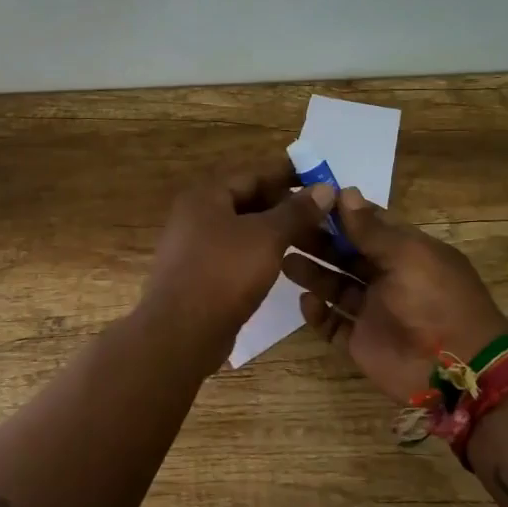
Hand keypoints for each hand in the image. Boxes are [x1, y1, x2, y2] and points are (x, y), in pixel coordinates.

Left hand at [141, 161, 333, 373]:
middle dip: (286, 206)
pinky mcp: (199, 275)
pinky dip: (260, 253)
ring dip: (275, 231)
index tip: (322, 181)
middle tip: (323, 214)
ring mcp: (194, 247)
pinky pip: (235, 254)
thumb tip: (325, 188)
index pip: (254, 174)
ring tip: (312, 238)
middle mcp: (195, 215)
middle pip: (247, 200)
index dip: (289, 176)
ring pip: (243, 230)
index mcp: (205, 195)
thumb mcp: (267, 237)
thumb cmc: (224, 273)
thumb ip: (296, 211)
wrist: (181, 332)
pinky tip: (284, 262)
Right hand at [281, 189, 507, 404]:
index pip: (368, 225)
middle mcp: (388, 278)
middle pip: (346, 254)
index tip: (308, 199)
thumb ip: (372, 229)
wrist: (455, 370)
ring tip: (286, 262)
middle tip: (287, 230)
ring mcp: (374, 311)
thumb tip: (344, 192)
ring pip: (335, 287)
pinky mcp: (361, 341)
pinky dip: (318, 314)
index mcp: (406, 252)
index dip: (341, 212)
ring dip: (313, 273)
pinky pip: (333, 324)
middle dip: (319, 241)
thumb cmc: (435, 300)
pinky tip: (306, 302)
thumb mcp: (408, 256)